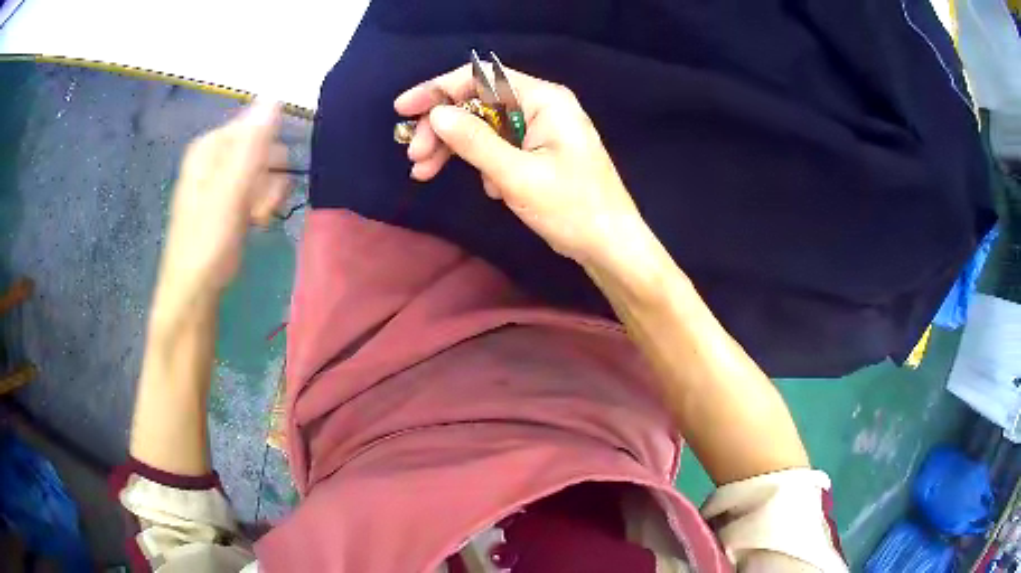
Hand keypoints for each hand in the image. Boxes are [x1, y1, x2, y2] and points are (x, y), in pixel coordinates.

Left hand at [157, 101, 288, 304]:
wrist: (193, 294)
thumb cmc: (208, 242)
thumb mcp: (231, 190)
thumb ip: (253, 143)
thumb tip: (275, 94)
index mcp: (210, 146)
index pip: (257, 127)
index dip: (269, 153)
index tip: (265, 183)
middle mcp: (213, 157)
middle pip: (261, 149)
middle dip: (268, 178)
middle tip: (259, 208)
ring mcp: (219, 180)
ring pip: (262, 172)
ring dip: (267, 196)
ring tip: (256, 221)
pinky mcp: (225, 202)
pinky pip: (254, 190)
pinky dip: (259, 207)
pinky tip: (254, 225)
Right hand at [394, 65, 649, 269]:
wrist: (610, 245)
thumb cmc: (573, 208)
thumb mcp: (518, 176)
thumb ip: (475, 142)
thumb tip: (435, 115)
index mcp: (545, 99)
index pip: (481, 79)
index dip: (438, 90)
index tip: (403, 109)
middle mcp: (543, 106)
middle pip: (479, 103)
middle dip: (444, 128)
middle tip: (415, 157)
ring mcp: (542, 129)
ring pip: (485, 127)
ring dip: (455, 148)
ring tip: (424, 173)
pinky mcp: (539, 152)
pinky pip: (501, 147)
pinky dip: (482, 163)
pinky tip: (486, 189)